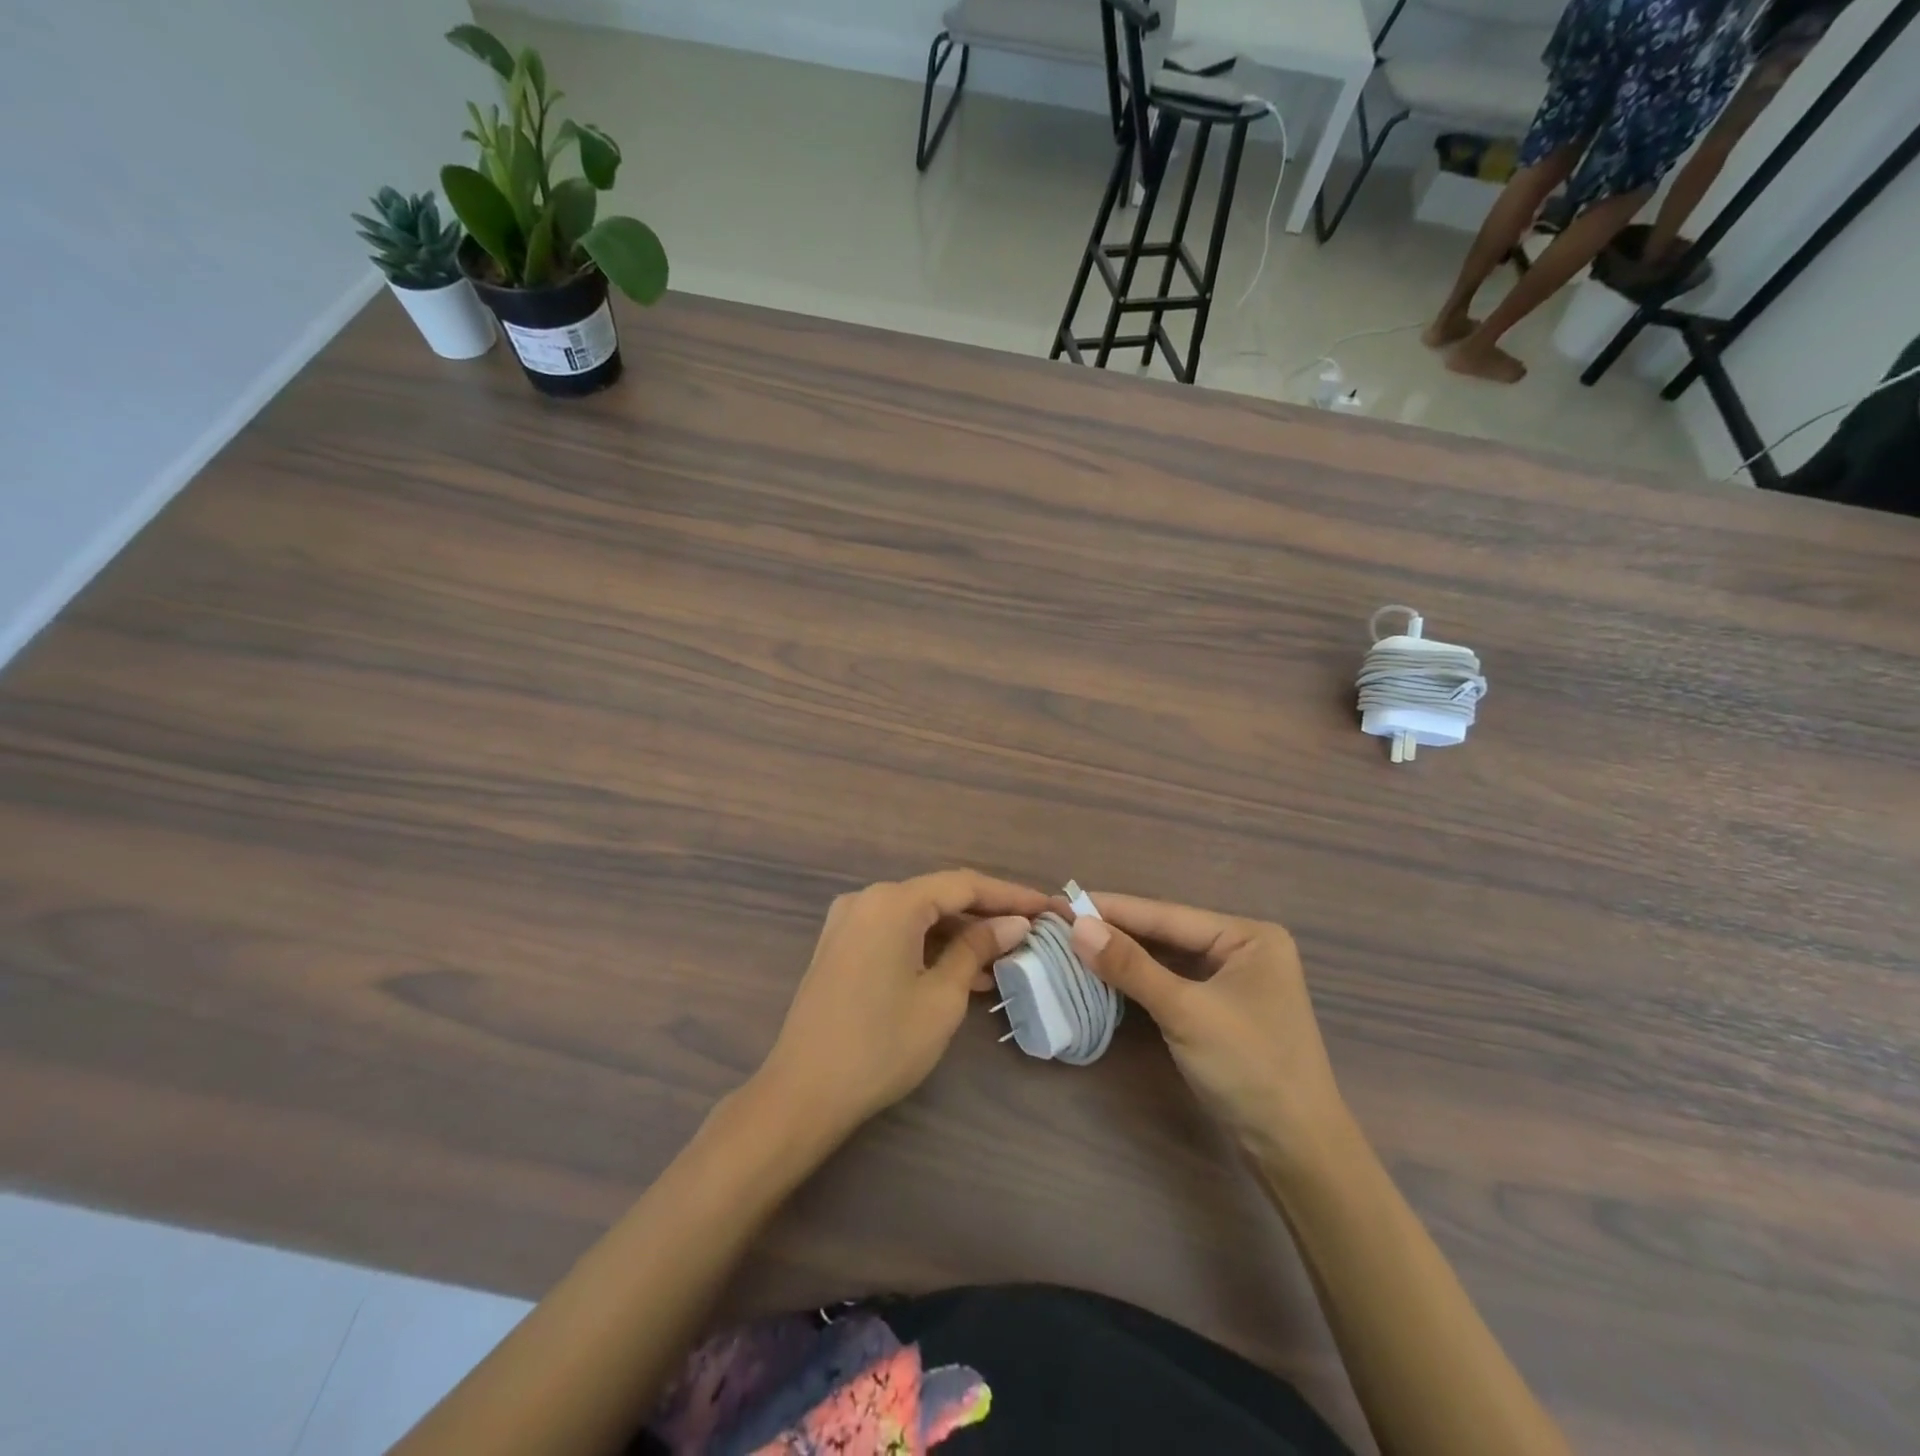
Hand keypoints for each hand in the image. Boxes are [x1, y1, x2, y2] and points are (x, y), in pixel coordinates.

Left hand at [756, 870, 1045, 1138]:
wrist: (804, 1093)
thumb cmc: (882, 1045)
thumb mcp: (942, 997)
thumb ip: (978, 949)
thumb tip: (1014, 924)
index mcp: (893, 902)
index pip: (965, 885)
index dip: (1011, 895)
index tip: (1049, 908)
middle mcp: (868, 899)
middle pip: (940, 896)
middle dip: (987, 915)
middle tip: (1032, 931)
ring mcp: (849, 921)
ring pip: (918, 916)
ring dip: (960, 934)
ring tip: (1005, 957)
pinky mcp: (841, 946)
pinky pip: (896, 933)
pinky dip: (930, 947)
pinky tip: (963, 972)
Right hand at [1069, 894, 1347, 1167]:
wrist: (1296, 1151)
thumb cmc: (1250, 1069)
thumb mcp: (1185, 1012)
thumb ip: (1131, 966)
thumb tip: (1077, 927)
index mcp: (1248, 935)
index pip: (1167, 915)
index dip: (1113, 908)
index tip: (1065, 900)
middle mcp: (1243, 949)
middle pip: (1166, 934)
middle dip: (1116, 931)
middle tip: (1061, 922)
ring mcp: (1233, 981)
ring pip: (1166, 959)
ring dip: (1124, 956)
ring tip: (1072, 943)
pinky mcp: (1220, 1010)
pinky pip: (1172, 983)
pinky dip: (1139, 981)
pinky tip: (1104, 973)